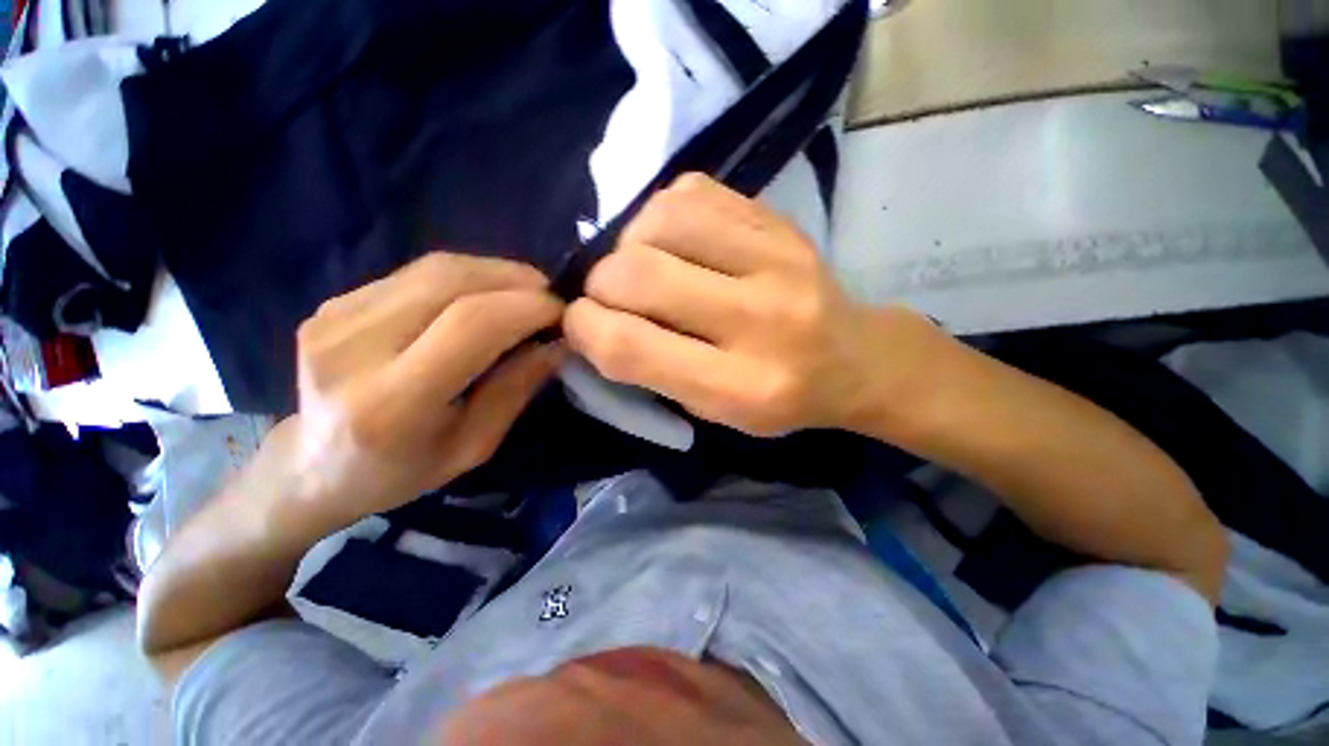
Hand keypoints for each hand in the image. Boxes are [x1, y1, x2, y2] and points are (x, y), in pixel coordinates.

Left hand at [274, 253, 563, 532]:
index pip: (471, 324)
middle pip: (452, 282)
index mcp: (392, 403)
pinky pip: (415, 274)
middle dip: (516, 280)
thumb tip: (558, 342)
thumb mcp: (475, 445)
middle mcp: (354, 349)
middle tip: (550, 297)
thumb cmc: (403, 471)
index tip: (562, 312)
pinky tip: (484, 296)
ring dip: (494, 273)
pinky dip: (465, 277)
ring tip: (526, 292)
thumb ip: (516, 388)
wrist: (313, 468)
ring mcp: (334, 318)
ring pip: (435, 269)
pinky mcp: (332, 303)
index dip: (526, 307)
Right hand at [564, 174, 944, 436]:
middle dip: (600, 284)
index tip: (579, 324)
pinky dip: (664, 216)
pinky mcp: (779, 220)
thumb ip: (650, 370)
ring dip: (631, 244)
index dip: (584, 329)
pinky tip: (677, 241)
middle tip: (611, 296)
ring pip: (659, 220)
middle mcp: (759, 319)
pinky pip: (691, 192)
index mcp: (739, 387)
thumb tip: (590, 321)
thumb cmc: (778, 397)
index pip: (629, 346)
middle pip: (635, 275)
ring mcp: (776, 258)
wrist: (854, 358)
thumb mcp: (712, 411)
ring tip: (647, 265)